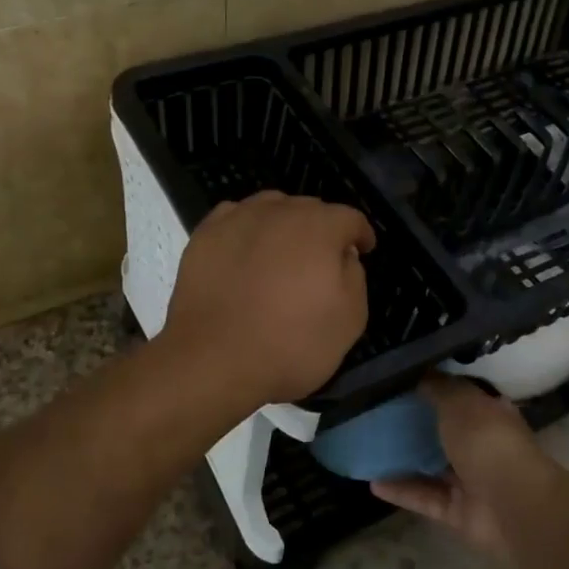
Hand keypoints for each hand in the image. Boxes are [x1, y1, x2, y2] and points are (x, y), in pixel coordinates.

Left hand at [161, 190, 375, 408]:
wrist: (213, 361)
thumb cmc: (291, 344)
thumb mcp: (349, 320)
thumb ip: (355, 277)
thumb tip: (343, 256)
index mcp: (319, 227)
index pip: (350, 218)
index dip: (360, 234)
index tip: (363, 250)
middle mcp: (279, 212)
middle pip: (309, 209)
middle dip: (322, 228)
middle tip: (323, 258)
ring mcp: (237, 220)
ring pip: (270, 208)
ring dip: (284, 224)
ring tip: (282, 252)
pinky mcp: (205, 236)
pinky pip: (235, 219)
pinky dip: (247, 230)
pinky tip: (246, 252)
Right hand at [370, 375, 546, 555]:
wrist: (512, 504)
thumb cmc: (487, 441)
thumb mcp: (459, 401)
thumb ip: (437, 387)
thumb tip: (419, 371)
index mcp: (488, 413)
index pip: (460, 395)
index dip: (434, 386)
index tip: (401, 380)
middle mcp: (480, 444)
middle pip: (443, 431)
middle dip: (415, 423)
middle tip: (376, 413)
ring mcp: (470, 480)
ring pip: (431, 466)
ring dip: (404, 459)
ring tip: (368, 447)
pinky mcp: (457, 510)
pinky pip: (424, 497)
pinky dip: (401, 491)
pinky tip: (372, 482)